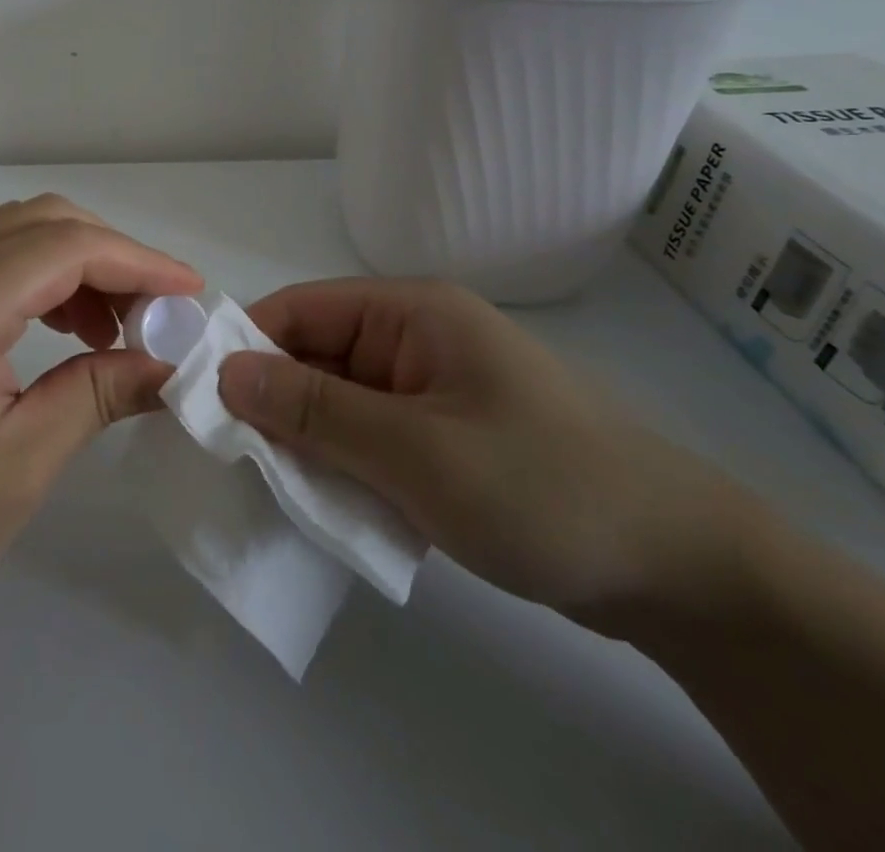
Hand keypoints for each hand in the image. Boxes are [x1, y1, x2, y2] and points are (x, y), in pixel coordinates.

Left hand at [0, 195, 202, 636]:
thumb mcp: (20, 464)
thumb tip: (167, 364)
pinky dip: (34, 284)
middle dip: (109, 257)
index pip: (67, 246)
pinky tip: (59, 334)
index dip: (139, 261)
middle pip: (40, 222)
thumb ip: (97, 395)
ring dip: (72, 267)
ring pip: (11, 238)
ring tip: (112, 330)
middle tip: (153, 314)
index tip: (190, 293)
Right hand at [216, 279, 763, 629]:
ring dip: (306, 440)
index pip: (299, 309)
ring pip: (338, 401)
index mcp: (411, 312)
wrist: (685, 574)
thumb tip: (225, 374)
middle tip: (227, 457)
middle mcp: (416, 338)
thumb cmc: (543, 489)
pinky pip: (370, 436)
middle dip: (273, 401)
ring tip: (267, 486)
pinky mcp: (444, 436)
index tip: (199, 399)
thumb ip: (314, 410)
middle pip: (315, 354)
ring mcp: (431, 389)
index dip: (246, 346)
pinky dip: (342, 464)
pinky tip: (323, 504)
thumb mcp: (414, 450)